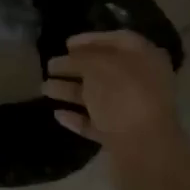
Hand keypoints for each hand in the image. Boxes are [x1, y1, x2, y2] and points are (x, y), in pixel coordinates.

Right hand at [44, 31, 182, 156]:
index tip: (66, 44)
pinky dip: (78, 117)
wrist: (144, 150)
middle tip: (49, 66)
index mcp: (145, 58)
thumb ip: (81, 57)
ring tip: (44, 89)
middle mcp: (142, 82)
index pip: (118, 40)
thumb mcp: (98, 65)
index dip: (90, 39)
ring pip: (98, 96)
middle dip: (75, 67)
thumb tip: (71, 56)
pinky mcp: (122, 138)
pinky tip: (58, 114)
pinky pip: (97, 122)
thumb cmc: (123, 95)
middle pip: (105, 70)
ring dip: (71, 91)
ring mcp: (133, 111)